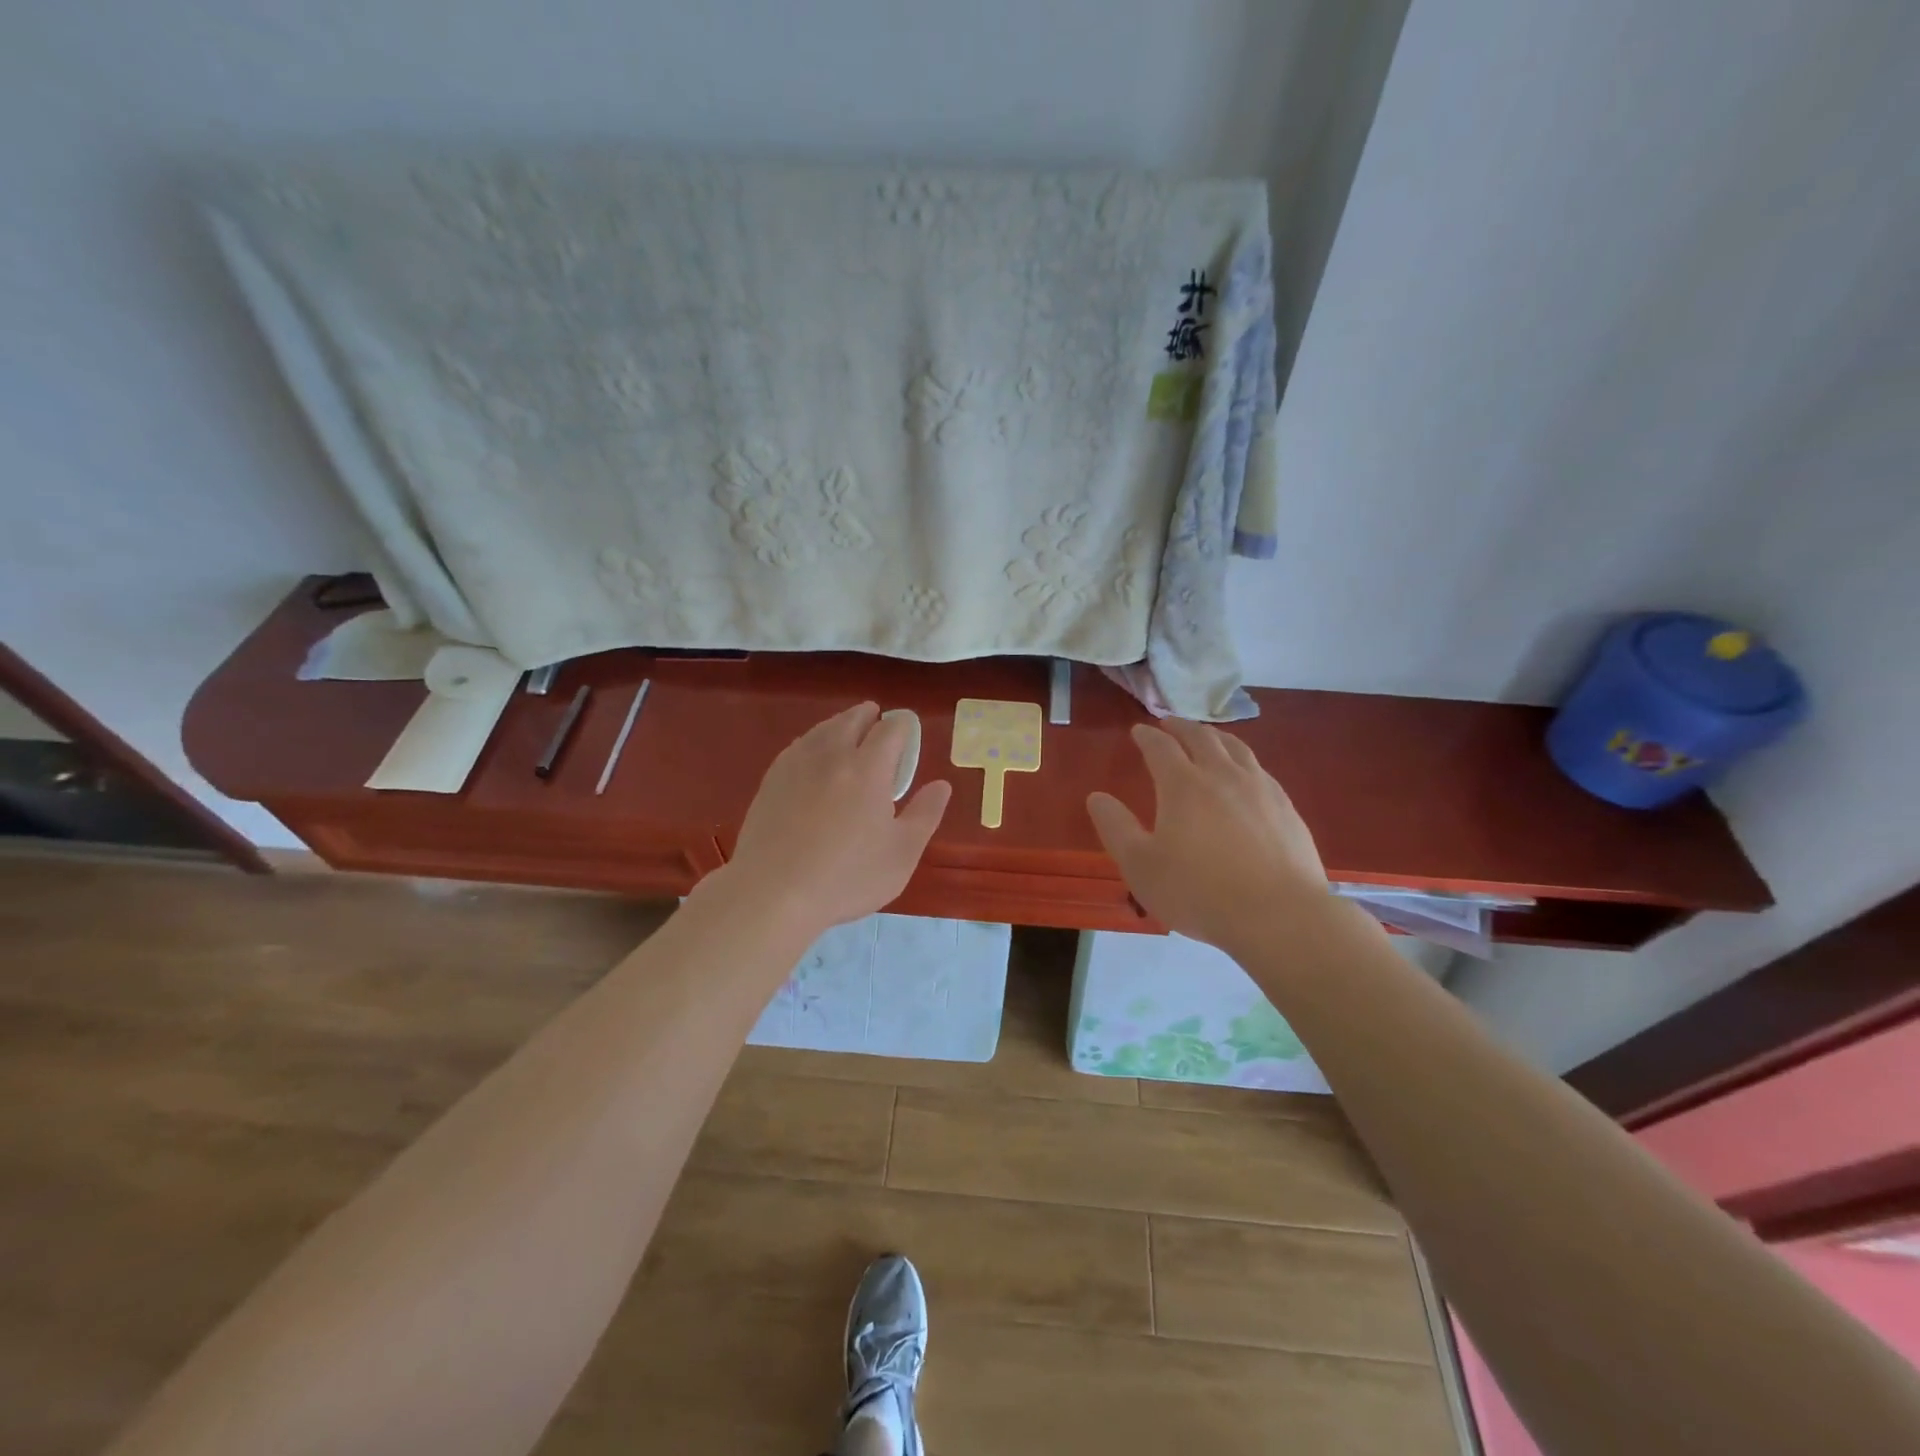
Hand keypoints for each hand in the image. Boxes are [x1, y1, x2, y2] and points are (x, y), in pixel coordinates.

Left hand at [717, 702, 951, 941]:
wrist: (772, 893)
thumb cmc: (847, 877)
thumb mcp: (901, 854)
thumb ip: (925, 815)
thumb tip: (941, 785)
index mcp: (868, 769)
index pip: (891, 730)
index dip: (902, 727)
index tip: (907, 732)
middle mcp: (832, 755)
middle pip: (851, 720)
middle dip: (868, 715)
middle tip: (877, 719)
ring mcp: (796, 765)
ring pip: (822, 729)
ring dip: (839, 724)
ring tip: (847, 731)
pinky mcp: (771, 780)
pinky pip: (798, 747)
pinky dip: (813, 742)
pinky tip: (813, 756)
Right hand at [1087, 719, 1327, 950]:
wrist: (1279, 916)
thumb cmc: (1199, 892)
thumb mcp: (1141, 866)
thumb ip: (1116, 828)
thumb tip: (1097, 797)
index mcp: (1183, 785)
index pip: (1161, 748)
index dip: (1147, 737)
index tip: (1138, 731)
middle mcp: (1223, 776)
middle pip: (1201, 738)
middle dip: (1181, 727)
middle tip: (1170, 724)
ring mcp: (1260, 789)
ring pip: (1236, 748)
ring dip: (1215, 736)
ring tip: (1208, 737)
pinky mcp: (1287, 809)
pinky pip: (1260, 770)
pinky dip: (1243, 760)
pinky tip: (1245, 775)